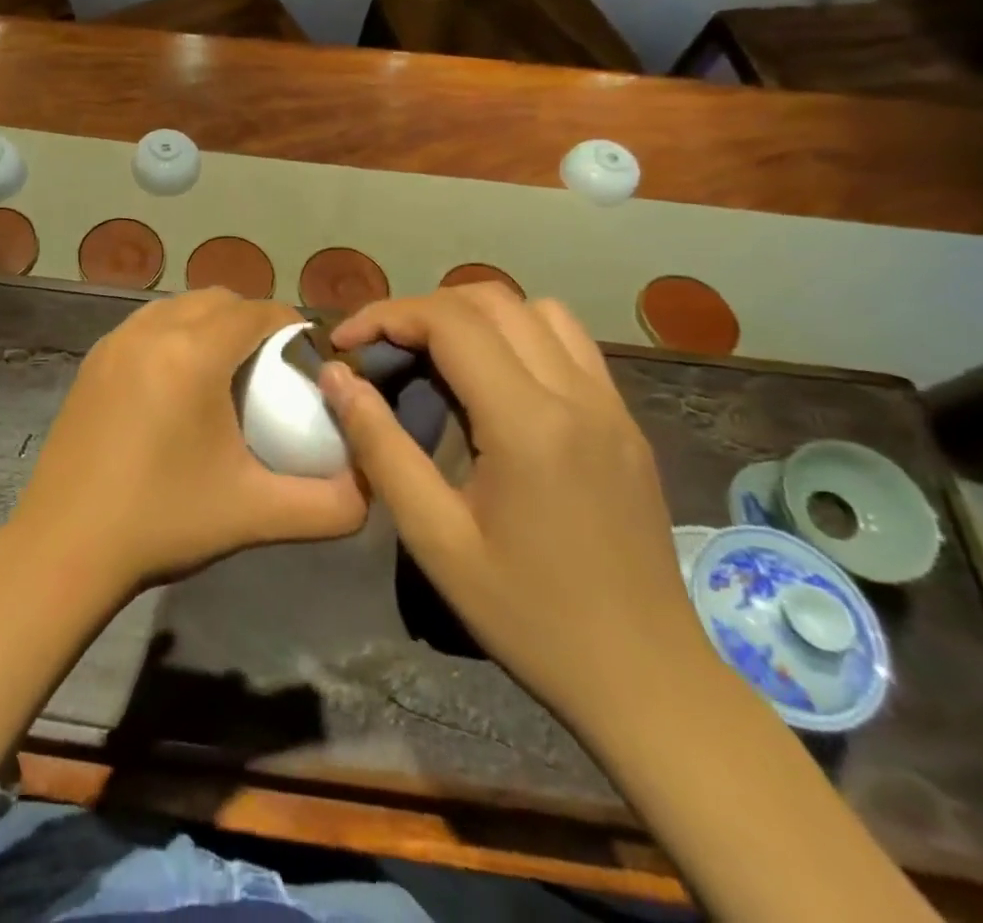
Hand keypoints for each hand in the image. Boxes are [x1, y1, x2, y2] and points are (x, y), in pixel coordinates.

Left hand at [11, 288, 368, 600]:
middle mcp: (150, 331)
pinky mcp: (92, 361)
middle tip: (274, 367)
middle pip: (218, 300)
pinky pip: (146, 325)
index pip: (257, 311)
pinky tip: (178, 383)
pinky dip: (174, 334)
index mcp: (192, 353)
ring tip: (228, 371)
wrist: (65, 545)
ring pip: (178, 307)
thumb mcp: (256, 514)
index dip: (292, 325)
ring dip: (211, 323)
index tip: (310, 358)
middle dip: (253, 320)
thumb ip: (329, 505)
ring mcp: (114, 342)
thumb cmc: (163, 521)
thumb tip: (371, 488)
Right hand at [317, 285, 707, 734]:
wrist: (646, 681)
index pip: (449, 321)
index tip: (344, 342)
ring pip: (536, 310)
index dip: (386, 315)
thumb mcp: (434, 538)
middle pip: (490, 299)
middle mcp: (577, 394)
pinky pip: (569, 343)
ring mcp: (611, 404)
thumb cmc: (528, 615)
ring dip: (475, 315)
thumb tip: (335, 376)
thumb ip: (380, 446)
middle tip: (381, 349)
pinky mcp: (626, 421)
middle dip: (422, 309)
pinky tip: (494, 382)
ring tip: (436, 356)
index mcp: (528, 422)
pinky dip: (519, 336)